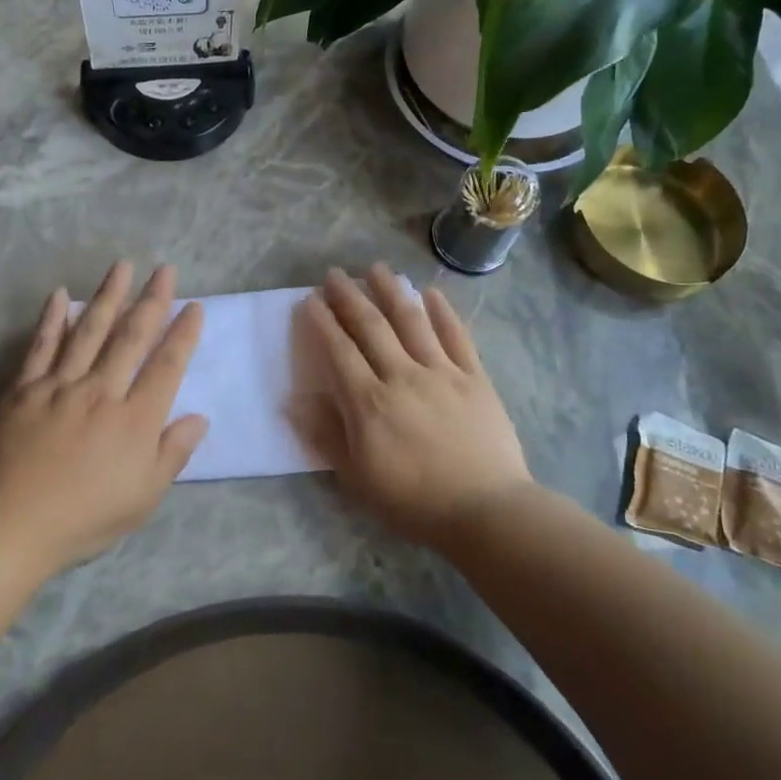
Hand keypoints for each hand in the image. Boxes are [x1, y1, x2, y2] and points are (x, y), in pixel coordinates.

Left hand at [0, 261, 207, 568]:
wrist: (12, 524)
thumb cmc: (85, 517)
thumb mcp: (144, 497)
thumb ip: (173, 454)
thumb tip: (199, 417)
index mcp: (135, 419)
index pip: (167, 366)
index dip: (183, 334)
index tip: (195, 307)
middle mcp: (101, 391)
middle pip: (131, 338)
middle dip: (152, 301)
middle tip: (165, 270)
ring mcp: (60, 386)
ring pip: (88, 331)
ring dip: (108, 296)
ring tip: (122, 267)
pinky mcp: (24, 389)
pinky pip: (41, 346)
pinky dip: (51, 318)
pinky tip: (59, 294)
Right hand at [299, 264, 532, 546]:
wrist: (486, 511)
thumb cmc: (413, 501)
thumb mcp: (357, 479)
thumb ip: (325, 436)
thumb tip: (294, 400)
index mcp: (369, 402)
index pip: (339, 350)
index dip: (322, 322)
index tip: (310, 299)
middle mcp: (402, 376)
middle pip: (372, 327)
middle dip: (350, 297)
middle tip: (335, 274)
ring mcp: (442, 373)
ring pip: (412, 321)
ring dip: (392, 291)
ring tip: (378, 268)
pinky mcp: (475, 378)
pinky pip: (456, 337)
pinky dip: (443, 312)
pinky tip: (431, 293)